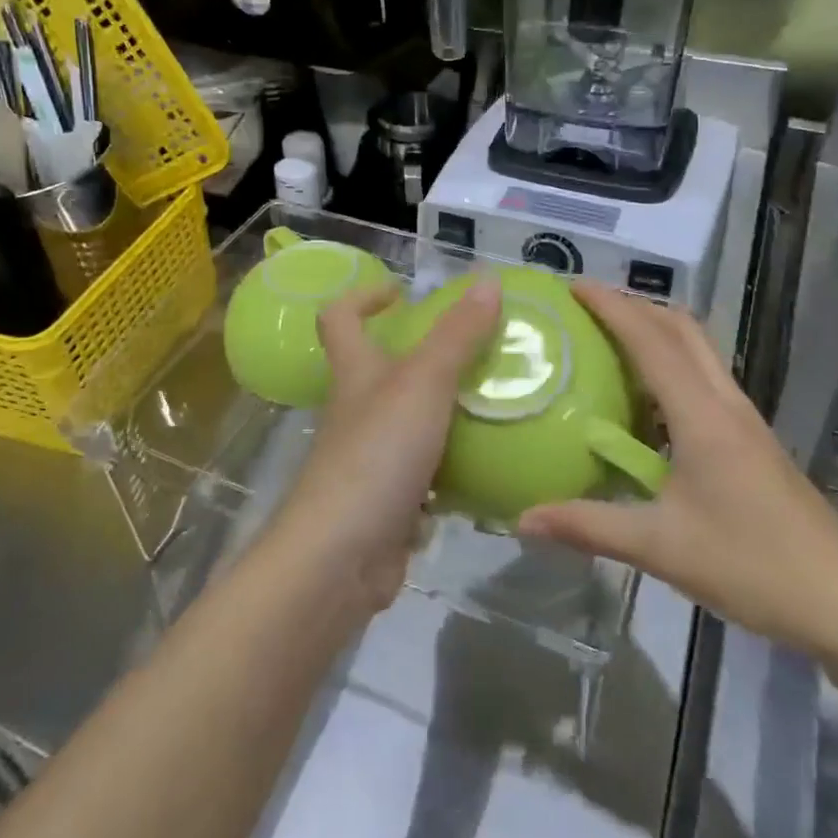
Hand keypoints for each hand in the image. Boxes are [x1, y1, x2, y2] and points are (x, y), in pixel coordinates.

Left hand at [264, 276, 502, 614]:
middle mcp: (357, 411)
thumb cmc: (377, 455)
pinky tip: (492, 464)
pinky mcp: (389, 502)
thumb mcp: (423, 383)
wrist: (342, 558)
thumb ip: (457, 334)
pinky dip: (454, 467)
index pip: (340, 318)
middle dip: (422, 356)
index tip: (403, 292)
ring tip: (497, 402)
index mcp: (355, 373)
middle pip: (380, 371)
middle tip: (477, 350)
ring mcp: (371, 459)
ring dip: (445, 412)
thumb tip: (489, 279)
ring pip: (409, 423)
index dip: (364, 296)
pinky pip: (427, 474)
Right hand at [517, 283, 837, 656]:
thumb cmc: (752, 566)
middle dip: (636, 306)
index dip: (613, 307)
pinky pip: (705, 381)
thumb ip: (589, 527)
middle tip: (588, 309)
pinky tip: (646, 402)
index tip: (574, 286)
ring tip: (609, 342)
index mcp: (703, 416)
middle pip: (683, 330)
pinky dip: (671, 366)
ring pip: (698, 352)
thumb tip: (523, 518)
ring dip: (656, 332)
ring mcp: (744, 421)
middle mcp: (726, 404)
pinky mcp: (751, 441)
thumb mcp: (661, 548)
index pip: (652, 342)